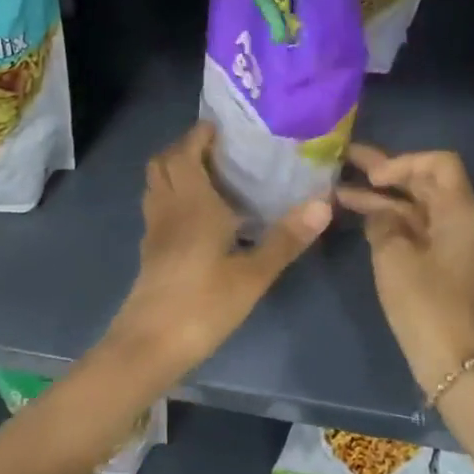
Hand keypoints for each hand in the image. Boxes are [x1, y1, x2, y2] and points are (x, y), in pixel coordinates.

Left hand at [105, 122, 330, 375]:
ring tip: (212, 175)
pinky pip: (158, 207)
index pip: (185, 152)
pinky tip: (200, 215)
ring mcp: (154, 230)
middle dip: (185, 147)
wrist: (149, 346)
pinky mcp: (150, 251)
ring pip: (157, 184)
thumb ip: (286, 238)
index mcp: (191, 203)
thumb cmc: (203, 305)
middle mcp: (168, 208)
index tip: (223, 126)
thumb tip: (324, 203)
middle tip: (219, 149)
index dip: (199, 134)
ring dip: (176, 170)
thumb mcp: (252, 275)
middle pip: (163, 162)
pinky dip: (174, 196)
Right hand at [337, 144, 473, 397]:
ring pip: (417, 206)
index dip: (403, 162)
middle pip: (426, 182)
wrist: (453, 362)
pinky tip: (360, 217)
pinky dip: (391, 220)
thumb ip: (382, 222)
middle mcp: (462, 220)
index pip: (439, 163)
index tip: (373, 177)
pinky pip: (417, 228)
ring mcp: (453, 242)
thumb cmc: (425, 304)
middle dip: (386, 173)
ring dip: (383, 198)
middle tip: (347, 161)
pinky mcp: (443, 262)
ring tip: (340, 190)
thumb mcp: (394, 256)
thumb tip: (378, 211)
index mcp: (460, 211)